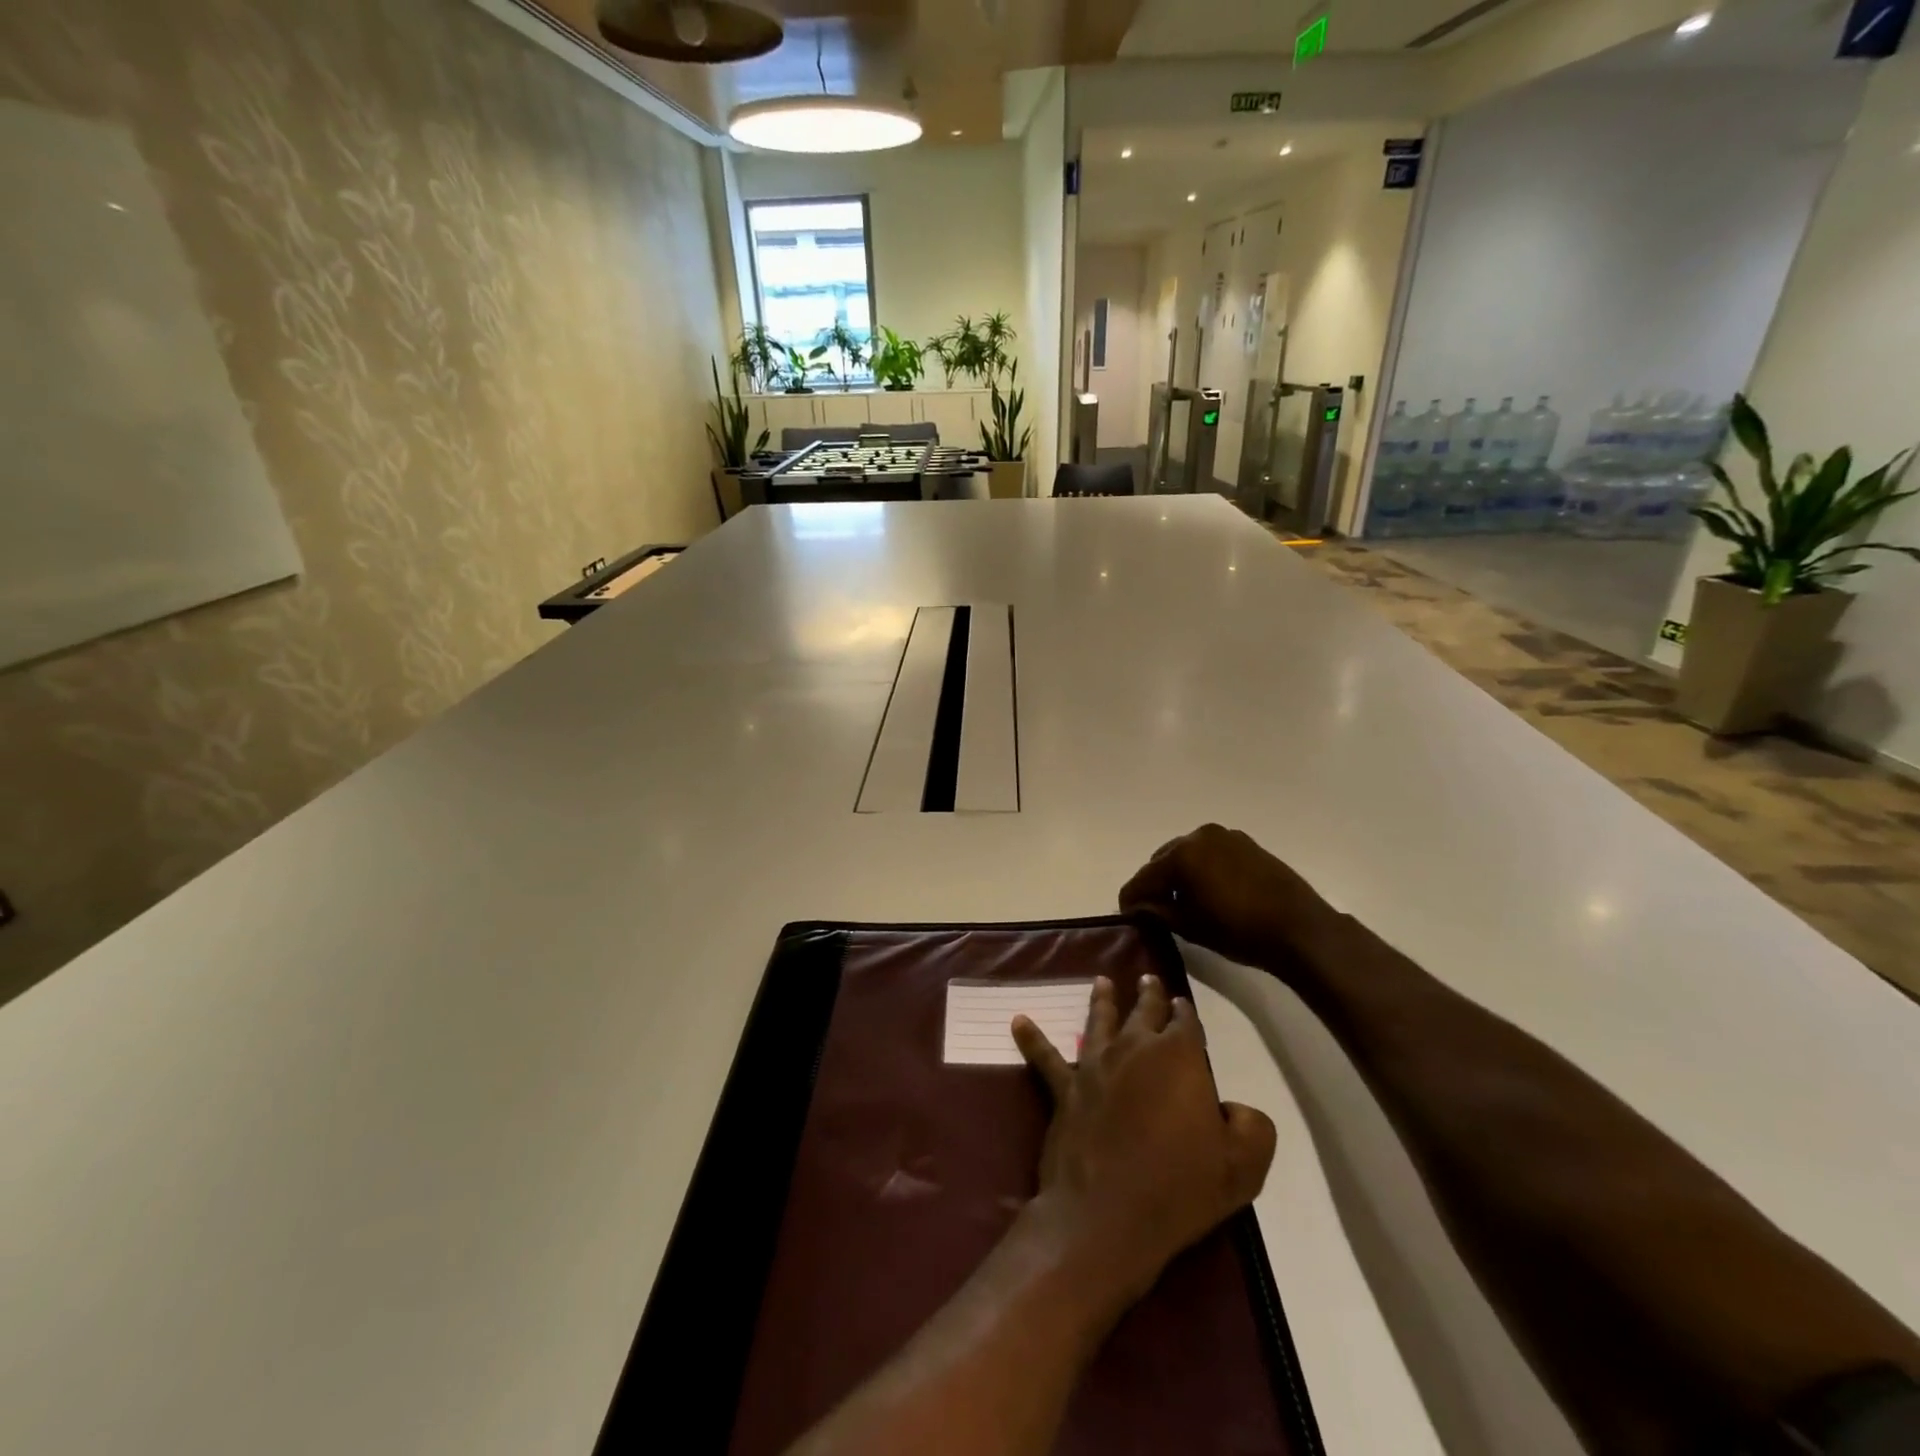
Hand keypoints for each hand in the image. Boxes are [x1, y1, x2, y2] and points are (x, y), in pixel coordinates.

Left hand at [1010, 974, 1275, 1310]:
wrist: (1109, 1213)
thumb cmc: (1181, 1187)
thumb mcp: (1244, 1165)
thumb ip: (1251, 1126)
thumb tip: (1233, 1109)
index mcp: (1178, 1057)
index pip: (1185, 1022)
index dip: (1185, 1012)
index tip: (1182, 1003)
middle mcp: (1135, 1049)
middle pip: (1144, 1012)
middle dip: (1149, 994)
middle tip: (1148, 979)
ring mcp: (1096, 1065)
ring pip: (1099, 1021)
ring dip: (1102, 1000)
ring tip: (1101, 981)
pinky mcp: (1065, 1088)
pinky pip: (1045, 1057)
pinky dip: (1031, 1038)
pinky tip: (1017, 1021)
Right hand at [1118, 824, 1328, 970]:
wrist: (1300, 929)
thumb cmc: (1239, 931)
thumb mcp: (1190, 926)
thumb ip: (1158, 912)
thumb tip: (1137, 907)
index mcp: (1181, 855)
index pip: (1143, 877)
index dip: (1131, 899)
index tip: (1127, 915)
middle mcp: (1198, 836)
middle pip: (1162, 860)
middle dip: (1155, 883)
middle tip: (1154, 908)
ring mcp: (1224, 836)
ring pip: (1187, 854)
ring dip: (1178, 874)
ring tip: (1182, 900)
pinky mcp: (1245, 843)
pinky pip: (1210, 853)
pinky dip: (1201, 868)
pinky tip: (1208, 891)